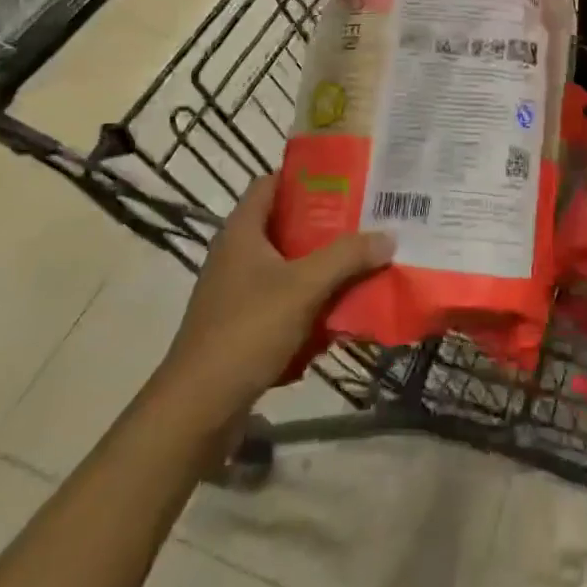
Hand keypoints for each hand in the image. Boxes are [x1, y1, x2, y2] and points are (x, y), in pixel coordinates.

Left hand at [159, 175, 393, 415]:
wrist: (197, 410)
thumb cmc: (246, 331)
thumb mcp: (303, 287)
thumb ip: (346, 257)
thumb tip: (388, 236)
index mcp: (242, 231)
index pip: (271, 182)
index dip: (305, 175)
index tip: (345, 176)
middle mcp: (237, 254)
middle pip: (286, 224)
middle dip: (326, 224)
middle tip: (366, 218)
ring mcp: (238, 292)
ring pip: (289, 266)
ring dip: (322, 267)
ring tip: (363, 261)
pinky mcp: (243, 326)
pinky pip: (285, 302)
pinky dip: (310, 303)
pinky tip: (340, 312)